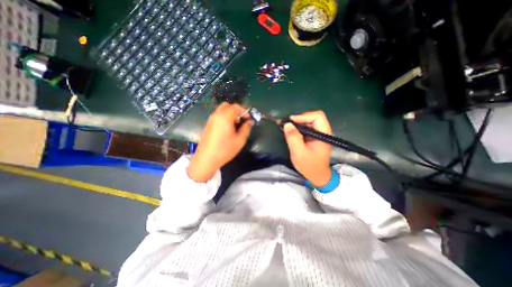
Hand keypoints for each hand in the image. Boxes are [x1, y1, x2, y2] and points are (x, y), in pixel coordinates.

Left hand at [188, 102, 252, 181]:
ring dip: (230, 114)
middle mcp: (216, 115)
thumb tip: (249, 122)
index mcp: (225, 117)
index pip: (235, 107)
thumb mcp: (240, 140)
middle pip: (227, 105)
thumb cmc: (225, 150)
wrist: (206, 159)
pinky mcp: (207, 125)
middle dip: (236, 110)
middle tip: (241, 120)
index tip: (248, 119)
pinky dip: (224, 117)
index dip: (244, 111)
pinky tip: (227, 129)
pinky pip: (217, 116)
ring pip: (221, 110)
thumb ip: (246, 129)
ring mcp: (210, 120)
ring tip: (235, 125)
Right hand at [282, 110, 334, 185]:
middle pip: (314, 117)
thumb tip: (287, 124)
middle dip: (300, 119)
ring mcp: (320, 134)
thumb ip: (293, 138)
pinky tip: (293, 132)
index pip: (317, 116)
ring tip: (289, 127)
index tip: (291, 121)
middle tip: (288, 124)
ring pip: (310, 121)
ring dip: (299, 123)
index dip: (304, 116)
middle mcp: (324, 132)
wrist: (317, 175)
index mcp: (324, 134)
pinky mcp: (316, 137)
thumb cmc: (309, 165)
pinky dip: (300, 127)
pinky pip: (308, 127)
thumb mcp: (298, 152)